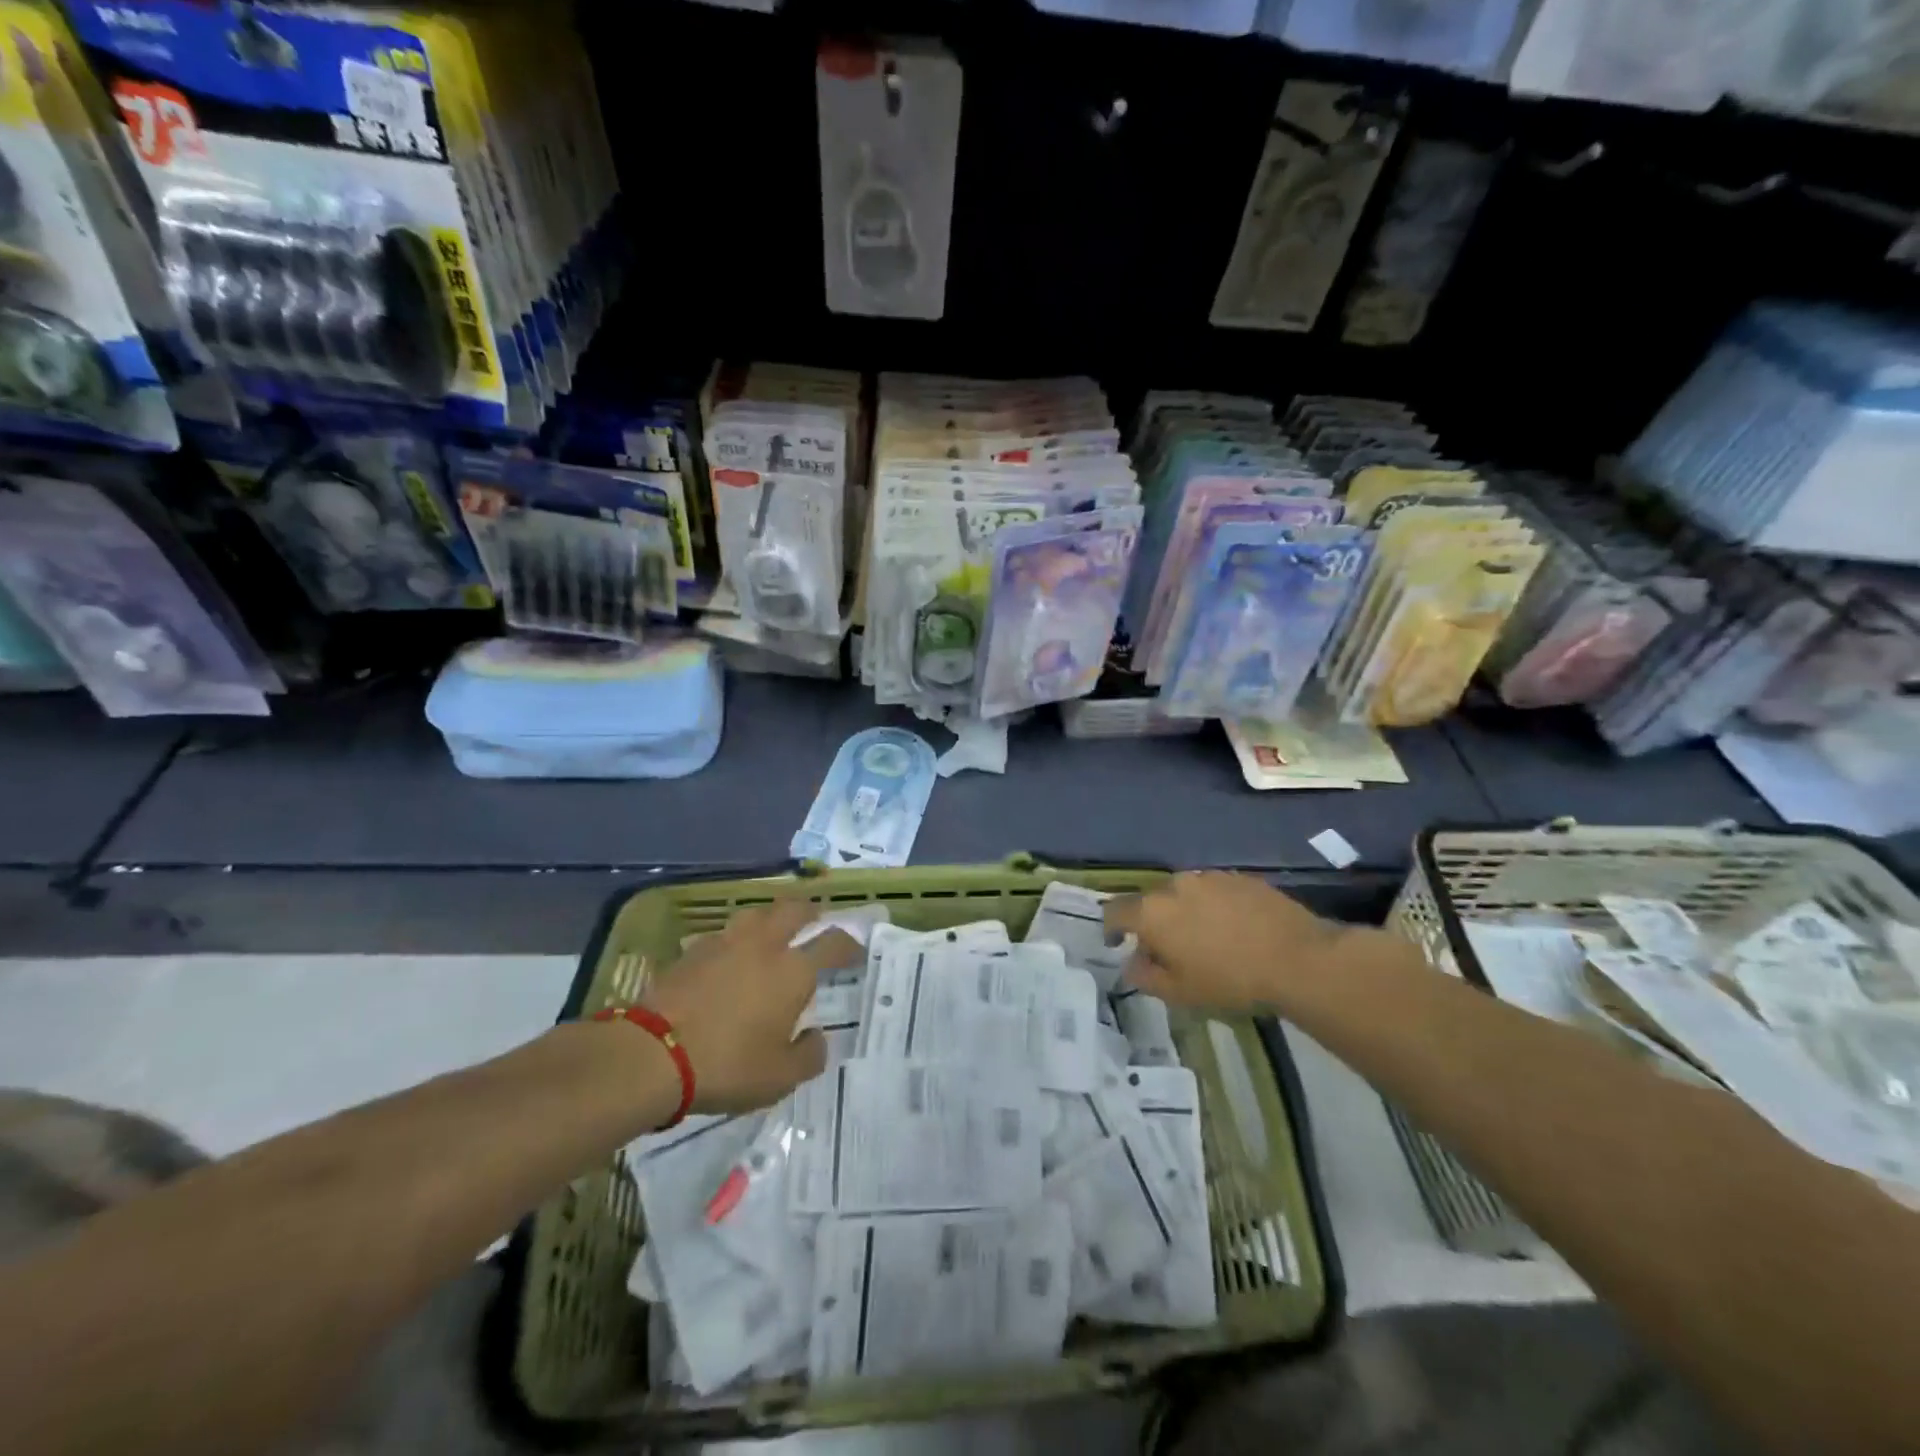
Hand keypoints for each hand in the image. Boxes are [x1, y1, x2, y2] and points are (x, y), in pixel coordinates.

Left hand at [642, 900, 860, 1115]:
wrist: (651, 1053)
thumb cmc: (727, 1064)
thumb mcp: (780, 1078)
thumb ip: (809, 1055)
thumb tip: (815, 1036)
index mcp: (793, 970)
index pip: (833, 943)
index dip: (849, 944)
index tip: (855, 950)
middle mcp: (764, 945)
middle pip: (794, 910)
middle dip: (811, 913)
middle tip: (816, 923)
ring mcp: (725, 943)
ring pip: (757, 914)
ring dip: (771, 919)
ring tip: (773, 934)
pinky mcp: (692, 951)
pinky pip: (724, 934)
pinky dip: (735, 940)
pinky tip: (730, 957)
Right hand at [1105, 871, 1370, 1012]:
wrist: (1298, 959)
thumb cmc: (1230, 980)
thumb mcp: (1180, 993)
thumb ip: (1145, 977)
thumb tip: (1132, 964)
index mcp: (1152, 912)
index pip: (1115, 911)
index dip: (1111, 927)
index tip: (1117, 944)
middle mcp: (1174, 885)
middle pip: (1151, 900)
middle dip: (1153, 922)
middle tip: (1169, 950)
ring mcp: (1209, 877)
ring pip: (1184, 893)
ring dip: (1184, 912)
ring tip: (1205, 938)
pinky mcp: (1239, 877)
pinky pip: (1213, 891)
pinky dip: (1213, 906)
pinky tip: (1233, 928)